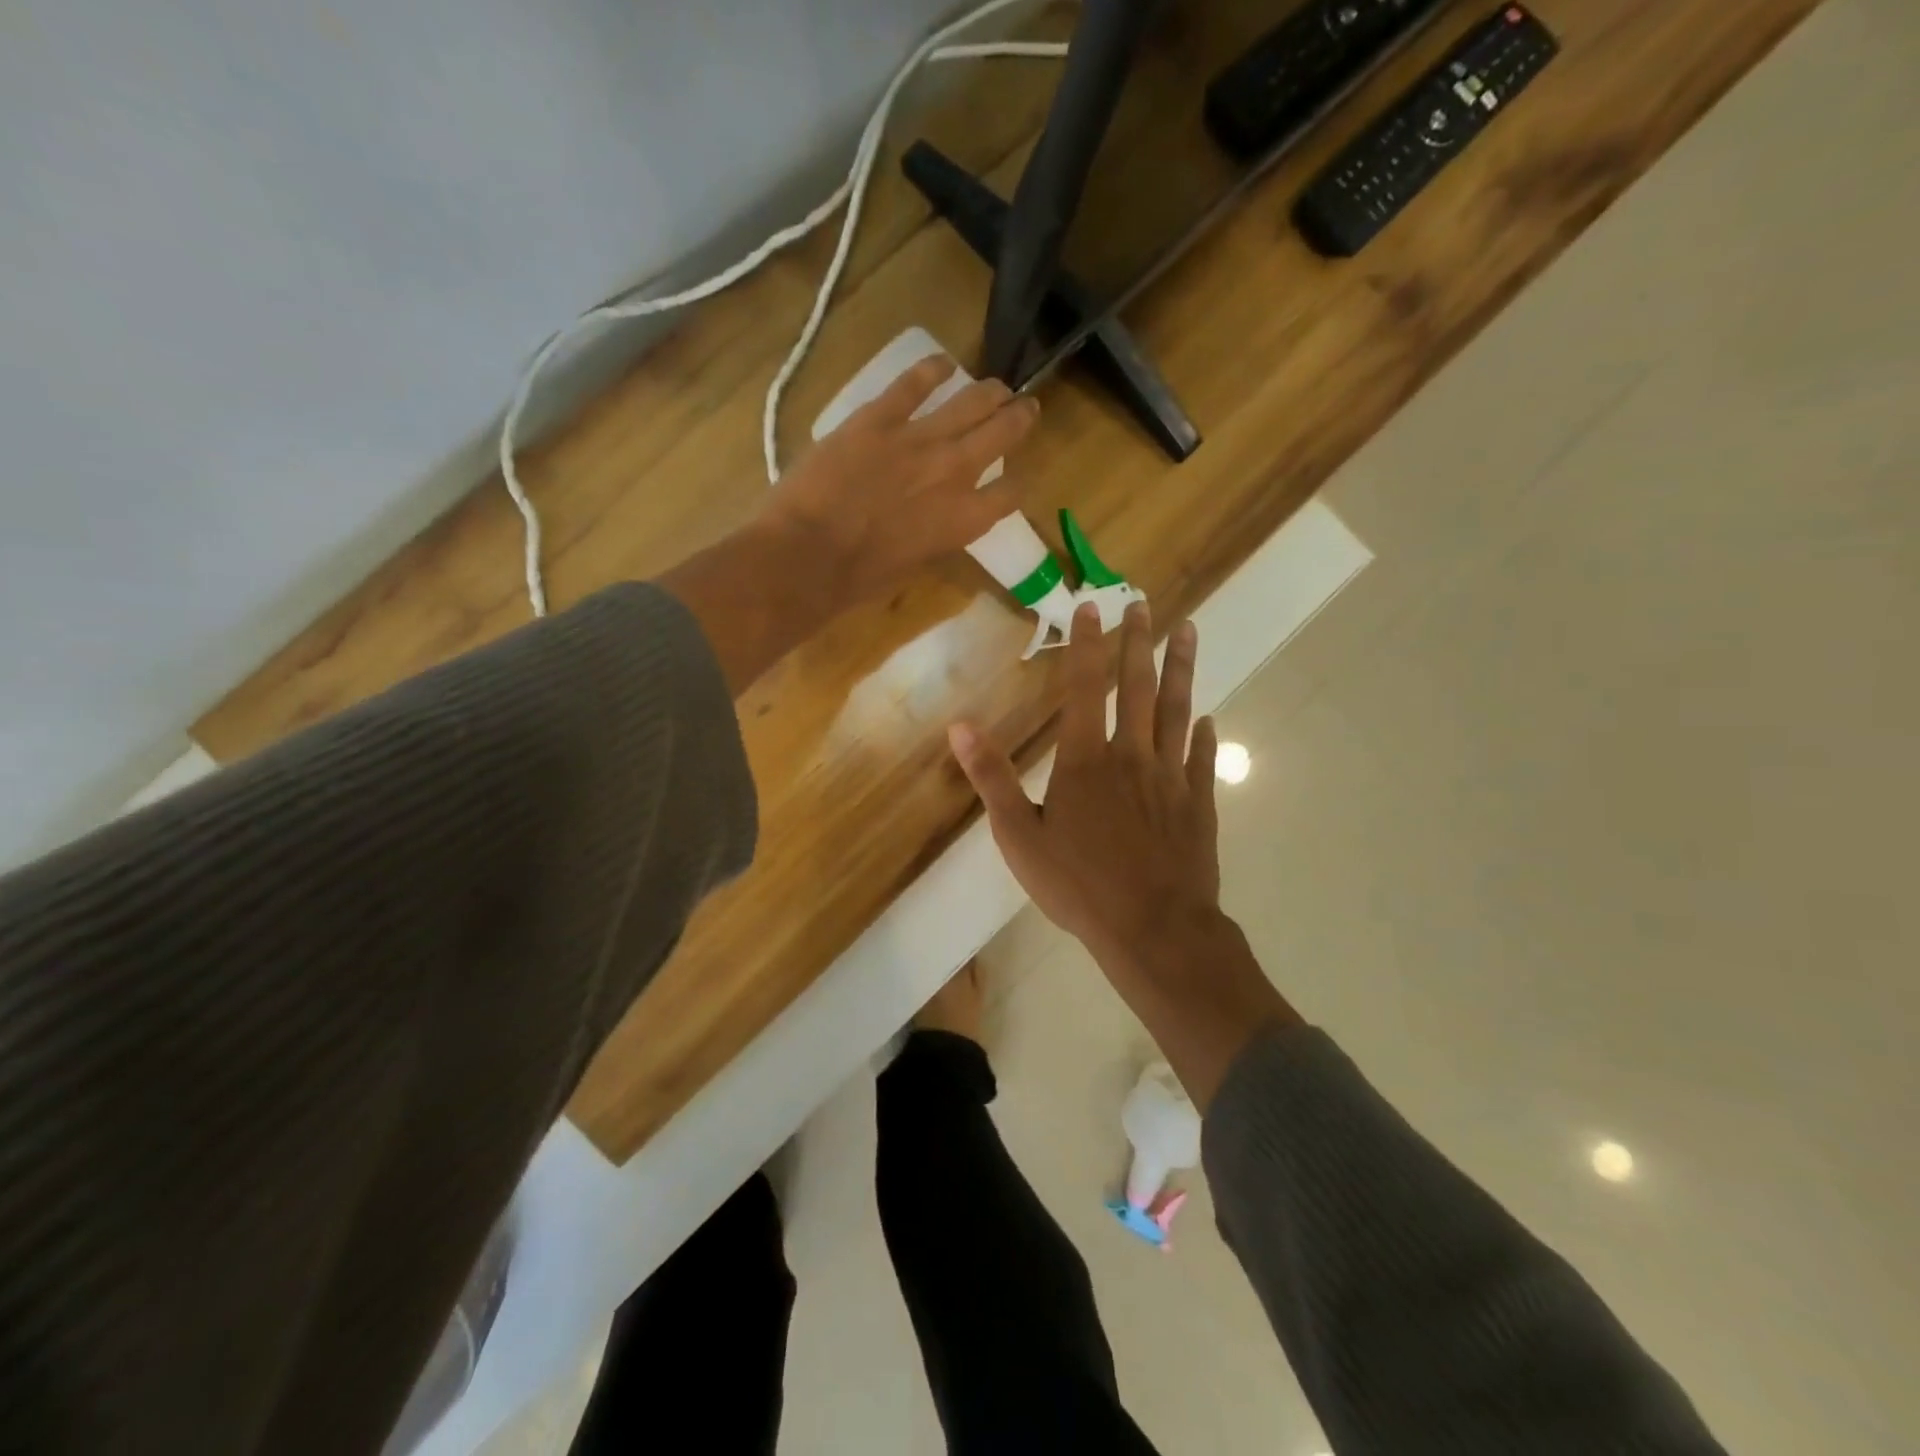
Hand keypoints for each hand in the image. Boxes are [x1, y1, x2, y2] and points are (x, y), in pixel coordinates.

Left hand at [760, 354, 1038, 611]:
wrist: (809, 554)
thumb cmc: (860, 578)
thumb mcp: (914, 565)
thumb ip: (936, 536)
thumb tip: (936, 521)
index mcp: (965, 520)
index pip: (1011, 493)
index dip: (1016, 484)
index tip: (1012, 478)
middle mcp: (955, 472)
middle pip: (1003, 433)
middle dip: (1019, 418)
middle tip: (1024, 408)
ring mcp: (919, 439)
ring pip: (971, 402)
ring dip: (990, 392)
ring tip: (998, 386)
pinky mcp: (880, 417)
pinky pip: (914, 383)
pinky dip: (933, 370)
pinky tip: (944, 364)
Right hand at [948, 599, 1298, 1107]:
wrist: (1152, 929)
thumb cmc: (1079, 885)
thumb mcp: (1019, 836)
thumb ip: (993, 779)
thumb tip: (960, 727)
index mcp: (1086, 761)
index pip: (1083, 689)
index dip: (1086, 646)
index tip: (1090, 608)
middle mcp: (1132, 757)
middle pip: (1137, 688)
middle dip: (1139, 643)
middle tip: (1144, 604)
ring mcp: (1171, 778)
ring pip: (1177, 711)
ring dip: (1181, 669)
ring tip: (1188, 631)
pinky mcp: (1198, 804)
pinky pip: (1201, 759)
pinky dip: (1204, 735)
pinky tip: (1208, 718)